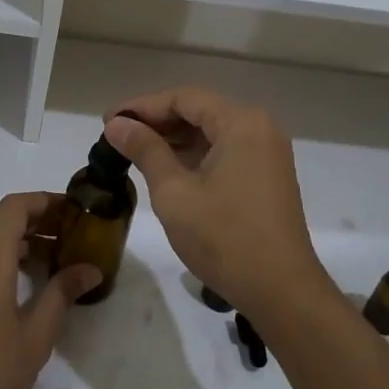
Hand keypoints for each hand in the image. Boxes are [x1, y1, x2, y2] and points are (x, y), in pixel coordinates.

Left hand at [0, 192, 100, 388]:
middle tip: (67, 236)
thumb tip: (89, 269)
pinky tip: (16, 286)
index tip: (71, 211)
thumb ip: (61, 294)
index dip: (43, 201)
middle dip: (33, 220)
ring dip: (14, 241)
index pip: (14, 207)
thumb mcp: (36, 336)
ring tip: (48, 262)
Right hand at [104, 88, 331, 324]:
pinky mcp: (267, 174)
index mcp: (241, 122)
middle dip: (157, 121)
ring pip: (211, 131)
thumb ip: (145, 150)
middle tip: (117, 136)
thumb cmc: (224, 238)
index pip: (183, 98)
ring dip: (174, 138)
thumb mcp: (174, 192)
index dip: (142, 106)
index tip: (108, 120)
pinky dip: (194, 154)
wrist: (281, 290)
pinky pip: (225, 150)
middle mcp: (259, 127)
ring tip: (134, 151)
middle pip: (199, 110)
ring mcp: (267, 151)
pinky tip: (165, 167)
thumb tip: (116, 124)